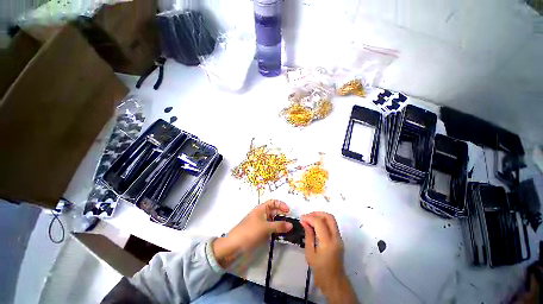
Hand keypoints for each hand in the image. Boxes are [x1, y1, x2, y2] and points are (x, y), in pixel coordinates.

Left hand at [212, 200, 292, 268]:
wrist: (234, 245)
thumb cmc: (250, 232)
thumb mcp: (265, 228)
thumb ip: (279, 226)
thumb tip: (291, 225)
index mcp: (261, 208)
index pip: (273, 202)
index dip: (281, 204)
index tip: (288, 211)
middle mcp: (261, 214)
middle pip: (274, 211)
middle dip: (282, 215)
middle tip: (290, 222)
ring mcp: (260, 223)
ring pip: (272, 220)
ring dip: (280, 224)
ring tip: (287, 229)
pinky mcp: (259, 232)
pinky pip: (270, 228)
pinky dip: (275, 230)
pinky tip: (280, 235)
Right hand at [301, 212, 357, 303]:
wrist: (334, 281)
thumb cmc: (320, 270)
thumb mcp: (310, 254)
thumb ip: (308, 235)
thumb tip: (303, 222)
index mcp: (328, 244)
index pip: (320, 223)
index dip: (310, 217)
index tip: (302, 218)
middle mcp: (336, 238)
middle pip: (329, 217)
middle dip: (317, 213)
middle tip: (307, 216)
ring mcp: (340, 238)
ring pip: (331, 219)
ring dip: (320, 216)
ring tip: (310, 219)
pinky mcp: (339, 238)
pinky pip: (331, 224)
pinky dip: (323, 221)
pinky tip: (315, 225)